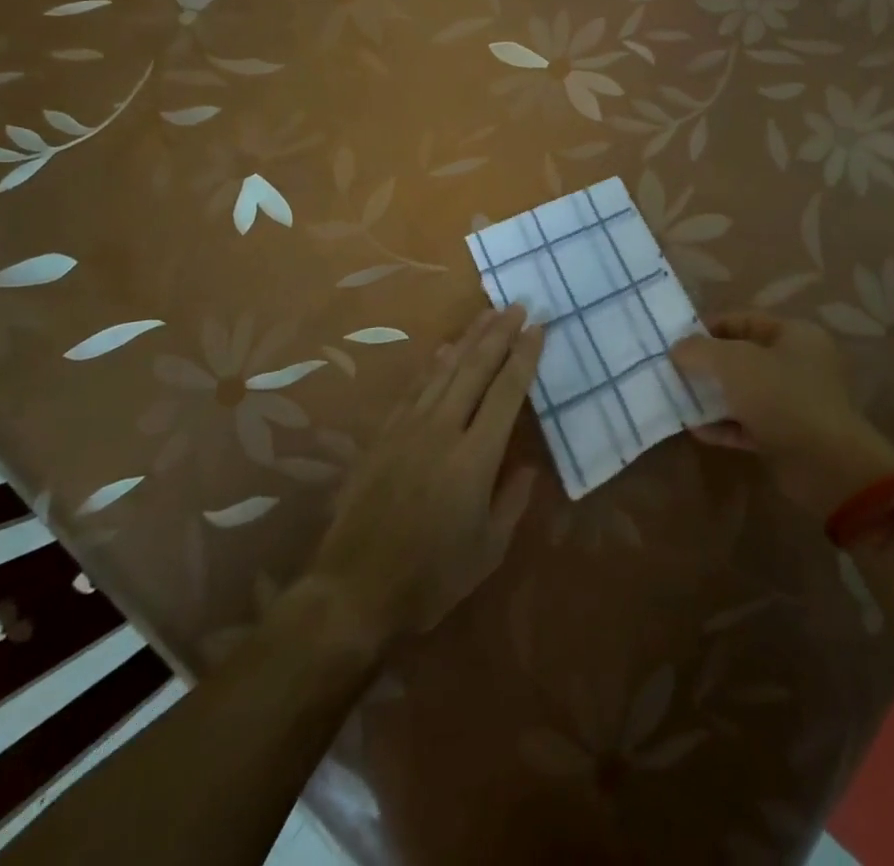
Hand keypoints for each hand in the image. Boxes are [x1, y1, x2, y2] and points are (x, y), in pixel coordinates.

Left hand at [308, 304, 542, 651]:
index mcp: (475, 458)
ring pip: (445, 369)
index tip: (539, 326)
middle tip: (518, 305)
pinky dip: (433, 363)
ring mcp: (409, 428)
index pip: (507, 392)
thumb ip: (513, 501)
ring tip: (488, 313)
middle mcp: (443, 430)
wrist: (354, 588)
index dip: (524, 356)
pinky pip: (415, 387)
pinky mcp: (385, 434)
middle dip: (500, 333)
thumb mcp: (488, 550)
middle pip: (476, 368)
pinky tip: (444, 348)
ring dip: (469, 338)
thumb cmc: (431, 577)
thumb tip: (529, 465)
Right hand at [672, 312, 893, 518]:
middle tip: (673, 371)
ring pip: (743, 392)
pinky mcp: (787, 435)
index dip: (708, 328)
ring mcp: (793, 401)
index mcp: (794, 335)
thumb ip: (700, 350)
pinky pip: (748, 423)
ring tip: (678, 399)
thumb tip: (677, 348)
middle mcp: (797, 363)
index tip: (677, 342)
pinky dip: (724, 425)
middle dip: (707, 364)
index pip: (744, 320)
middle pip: (742, 356)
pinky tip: (696, 429)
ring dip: (712, 396)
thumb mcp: (734, 363)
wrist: (827, 466)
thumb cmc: (781, 398)